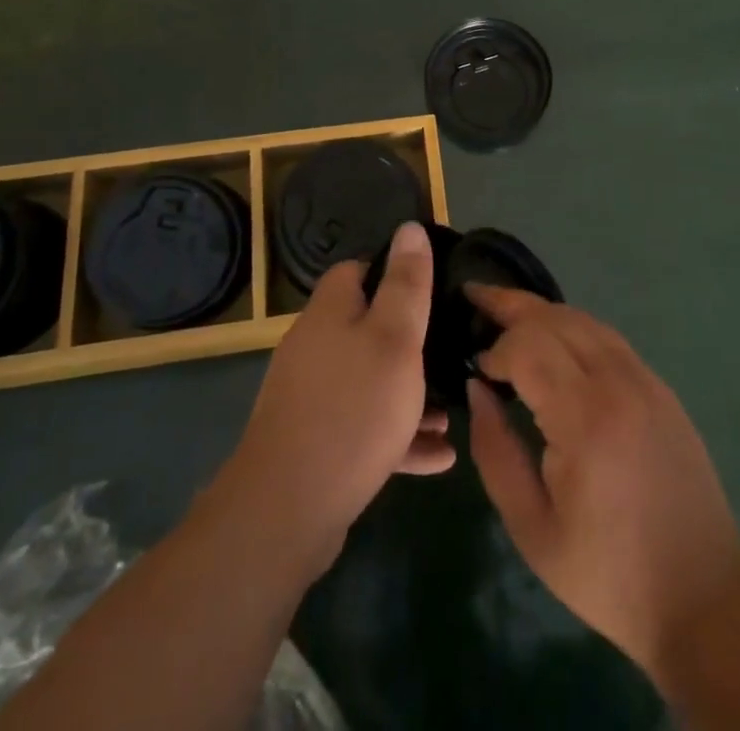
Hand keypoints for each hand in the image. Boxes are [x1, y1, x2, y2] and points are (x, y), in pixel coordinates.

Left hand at [219, 221, 454, 575]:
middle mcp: (315, 348)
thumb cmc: (353, 409)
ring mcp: (311, 398)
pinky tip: (438, 458)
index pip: (356, 271)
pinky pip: (365, 427)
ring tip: (452, 413)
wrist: (287, 511)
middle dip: (410, 342)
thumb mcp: (394, 338)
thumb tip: (409, 227)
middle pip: (366, 328)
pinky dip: (398, 436)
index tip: (431, 289)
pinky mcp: (316, 443)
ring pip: (370, 382)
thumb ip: (406, 284)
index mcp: (329, 313)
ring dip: (410, 395)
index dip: (393, 272)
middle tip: (450, 354)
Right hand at [466, 288, 739, 684]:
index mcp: (585, 418)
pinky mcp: (661, 388)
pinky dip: (573, 327)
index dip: (496, 348)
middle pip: (556, 318)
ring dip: (543, 311)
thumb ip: (496, 452)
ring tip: (507, 311)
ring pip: (585, 320)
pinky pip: (609, 338)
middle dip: (511, 304)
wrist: (703, 595)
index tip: (477, 369)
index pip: (529, 346)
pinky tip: (555, 339)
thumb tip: (477, 389)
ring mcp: (646, 380)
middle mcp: (618, 383)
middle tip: (475, 296)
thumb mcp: (532, 528)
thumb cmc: (608, 573)